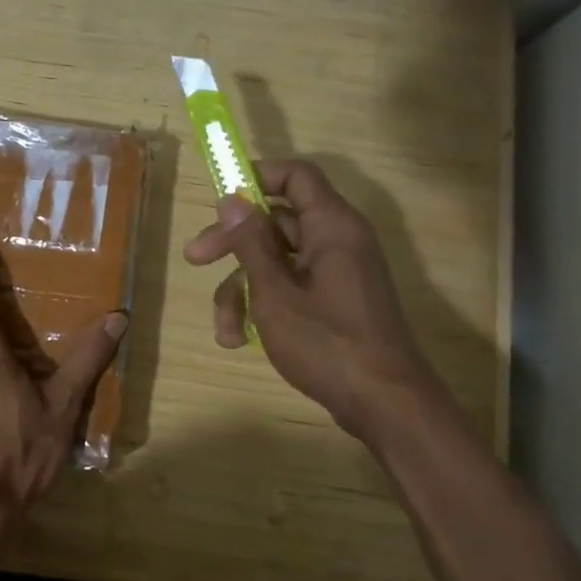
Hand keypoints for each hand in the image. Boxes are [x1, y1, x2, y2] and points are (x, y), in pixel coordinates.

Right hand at [184, 159, 436, 439]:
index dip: (257, 176)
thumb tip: (233, 199)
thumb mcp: (275, 292)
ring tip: (224, 330)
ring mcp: (338, 273)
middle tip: (195, 259)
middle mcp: (337, 241)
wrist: (385, 405)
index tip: (220, 196)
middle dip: (233, 243)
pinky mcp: (335, 302)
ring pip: (278, 261)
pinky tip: (241, 340)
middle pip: (277, 222)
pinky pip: (293, 286)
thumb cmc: (327, 342)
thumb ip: (251, 243)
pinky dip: (265, 306)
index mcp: (331, 226)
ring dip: (243, 288)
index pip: (296, 176)